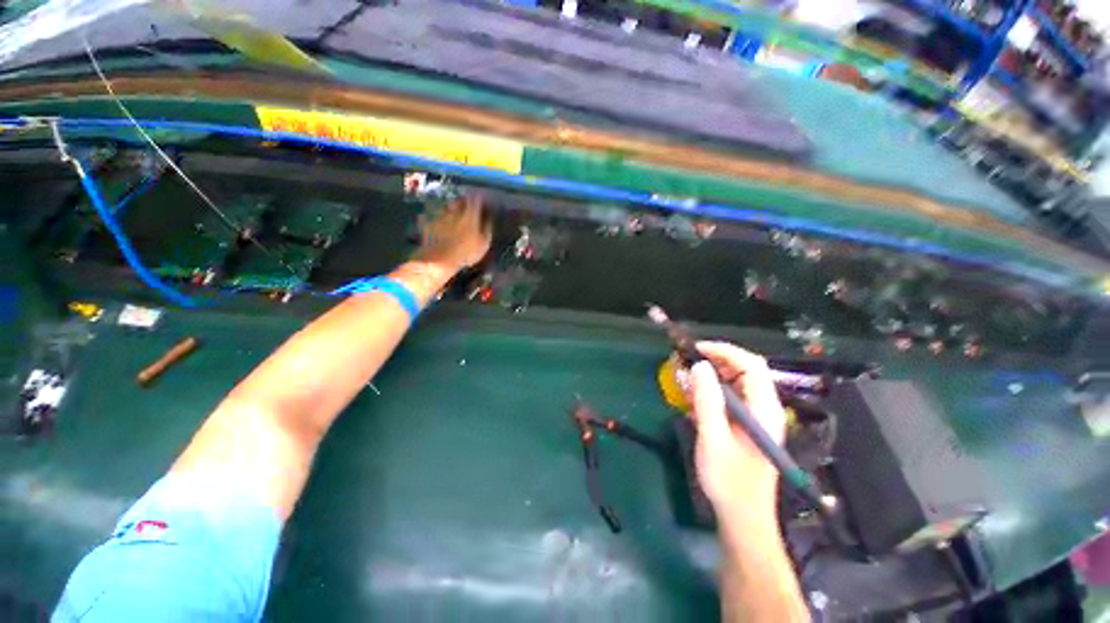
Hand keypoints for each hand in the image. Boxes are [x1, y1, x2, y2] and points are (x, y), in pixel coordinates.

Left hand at [413, 194, 491, 272]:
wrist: (438, 260)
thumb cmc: (465, 253)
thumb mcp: (484, 244)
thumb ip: (487, 228)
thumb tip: (489, 218)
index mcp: (469, 214)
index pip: (476, 199)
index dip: (480, 198)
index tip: (482, 201)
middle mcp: (454, 210)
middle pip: (459, 200)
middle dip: (464, 202)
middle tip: (468, 208)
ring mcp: (440, 215)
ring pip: (447, 206)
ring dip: (451, 209)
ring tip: (454, 216)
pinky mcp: (429, 222)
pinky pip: (434, 216)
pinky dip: (437, 217)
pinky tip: (439, 223)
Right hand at [685, 341, 786, 515]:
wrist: (742, 516)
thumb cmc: (729, 480)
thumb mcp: (713, 438)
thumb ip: (707, 400)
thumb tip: (699, 366)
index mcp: (763, 409)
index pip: (750, 365)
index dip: (724, 351)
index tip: (695, 349)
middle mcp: (763, 407)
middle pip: (743, 370)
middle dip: (714, 360)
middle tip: (685, 362)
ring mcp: (755, 415)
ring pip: (734, 382)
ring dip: (709, 376)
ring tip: (684, 378)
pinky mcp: (744, 424)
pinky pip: (728, 397)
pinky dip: (709, 391)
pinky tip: (691, 399)